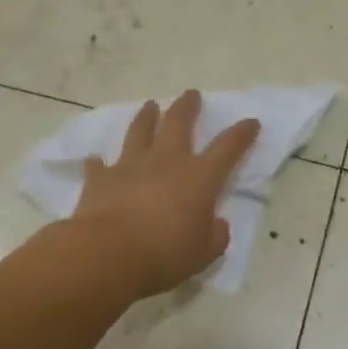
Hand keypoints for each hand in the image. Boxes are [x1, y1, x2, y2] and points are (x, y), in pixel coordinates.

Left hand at [74, 90, 260, 298]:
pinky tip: (96, 160)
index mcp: (199, 178)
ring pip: (140, 131)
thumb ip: (215, 236)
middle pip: (179, 123)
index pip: (227, 148)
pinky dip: (99, 163)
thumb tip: (217, 224)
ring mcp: (130, 166)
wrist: (107, 254)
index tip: (251, 121)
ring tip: (150, 106)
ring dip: (146, 117)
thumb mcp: (204, 253)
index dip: (241, 134)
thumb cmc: (165, 254)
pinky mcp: (100, 179)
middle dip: (187, 107)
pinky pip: (99, 166)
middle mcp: (166, 162)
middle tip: (191, 94)